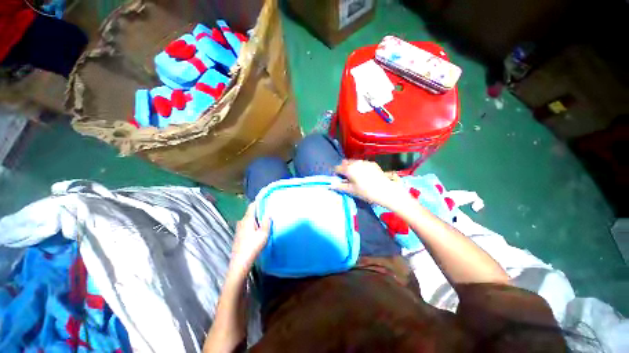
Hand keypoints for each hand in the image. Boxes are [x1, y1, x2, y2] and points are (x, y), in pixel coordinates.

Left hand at [229, 204, 270, 274]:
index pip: (252, 206)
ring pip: (248, 220)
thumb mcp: (263, 234)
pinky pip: (246, 225)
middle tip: (267, 213)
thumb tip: (268, 214)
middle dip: (258, 212)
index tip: (266, 201)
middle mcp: (241, 222)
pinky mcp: (238, 235)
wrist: (240, 262)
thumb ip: (266, 222)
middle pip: (250, 213)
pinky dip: (252, 225)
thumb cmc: (253, 246)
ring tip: (263, 222)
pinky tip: (256, 231)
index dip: (258, 202)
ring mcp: (239, 229)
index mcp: (247, 219)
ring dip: (255, 219)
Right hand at [333, 160, 409, 210]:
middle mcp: (356, 163)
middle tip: (347, 177)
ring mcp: (365, 162)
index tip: (338, 178)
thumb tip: (330, 185)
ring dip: (352, 167)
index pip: (337, 168)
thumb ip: (340, 186)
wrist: (385, 191)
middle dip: (344, 168)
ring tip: (356, 176)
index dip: (336, 172)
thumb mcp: (351, 190)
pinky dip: (361, 167)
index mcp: (349, 169)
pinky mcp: (372, 163)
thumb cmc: (366, 192)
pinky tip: (365, 174)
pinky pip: (363, 163)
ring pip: (354, 162)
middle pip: (346, 163)